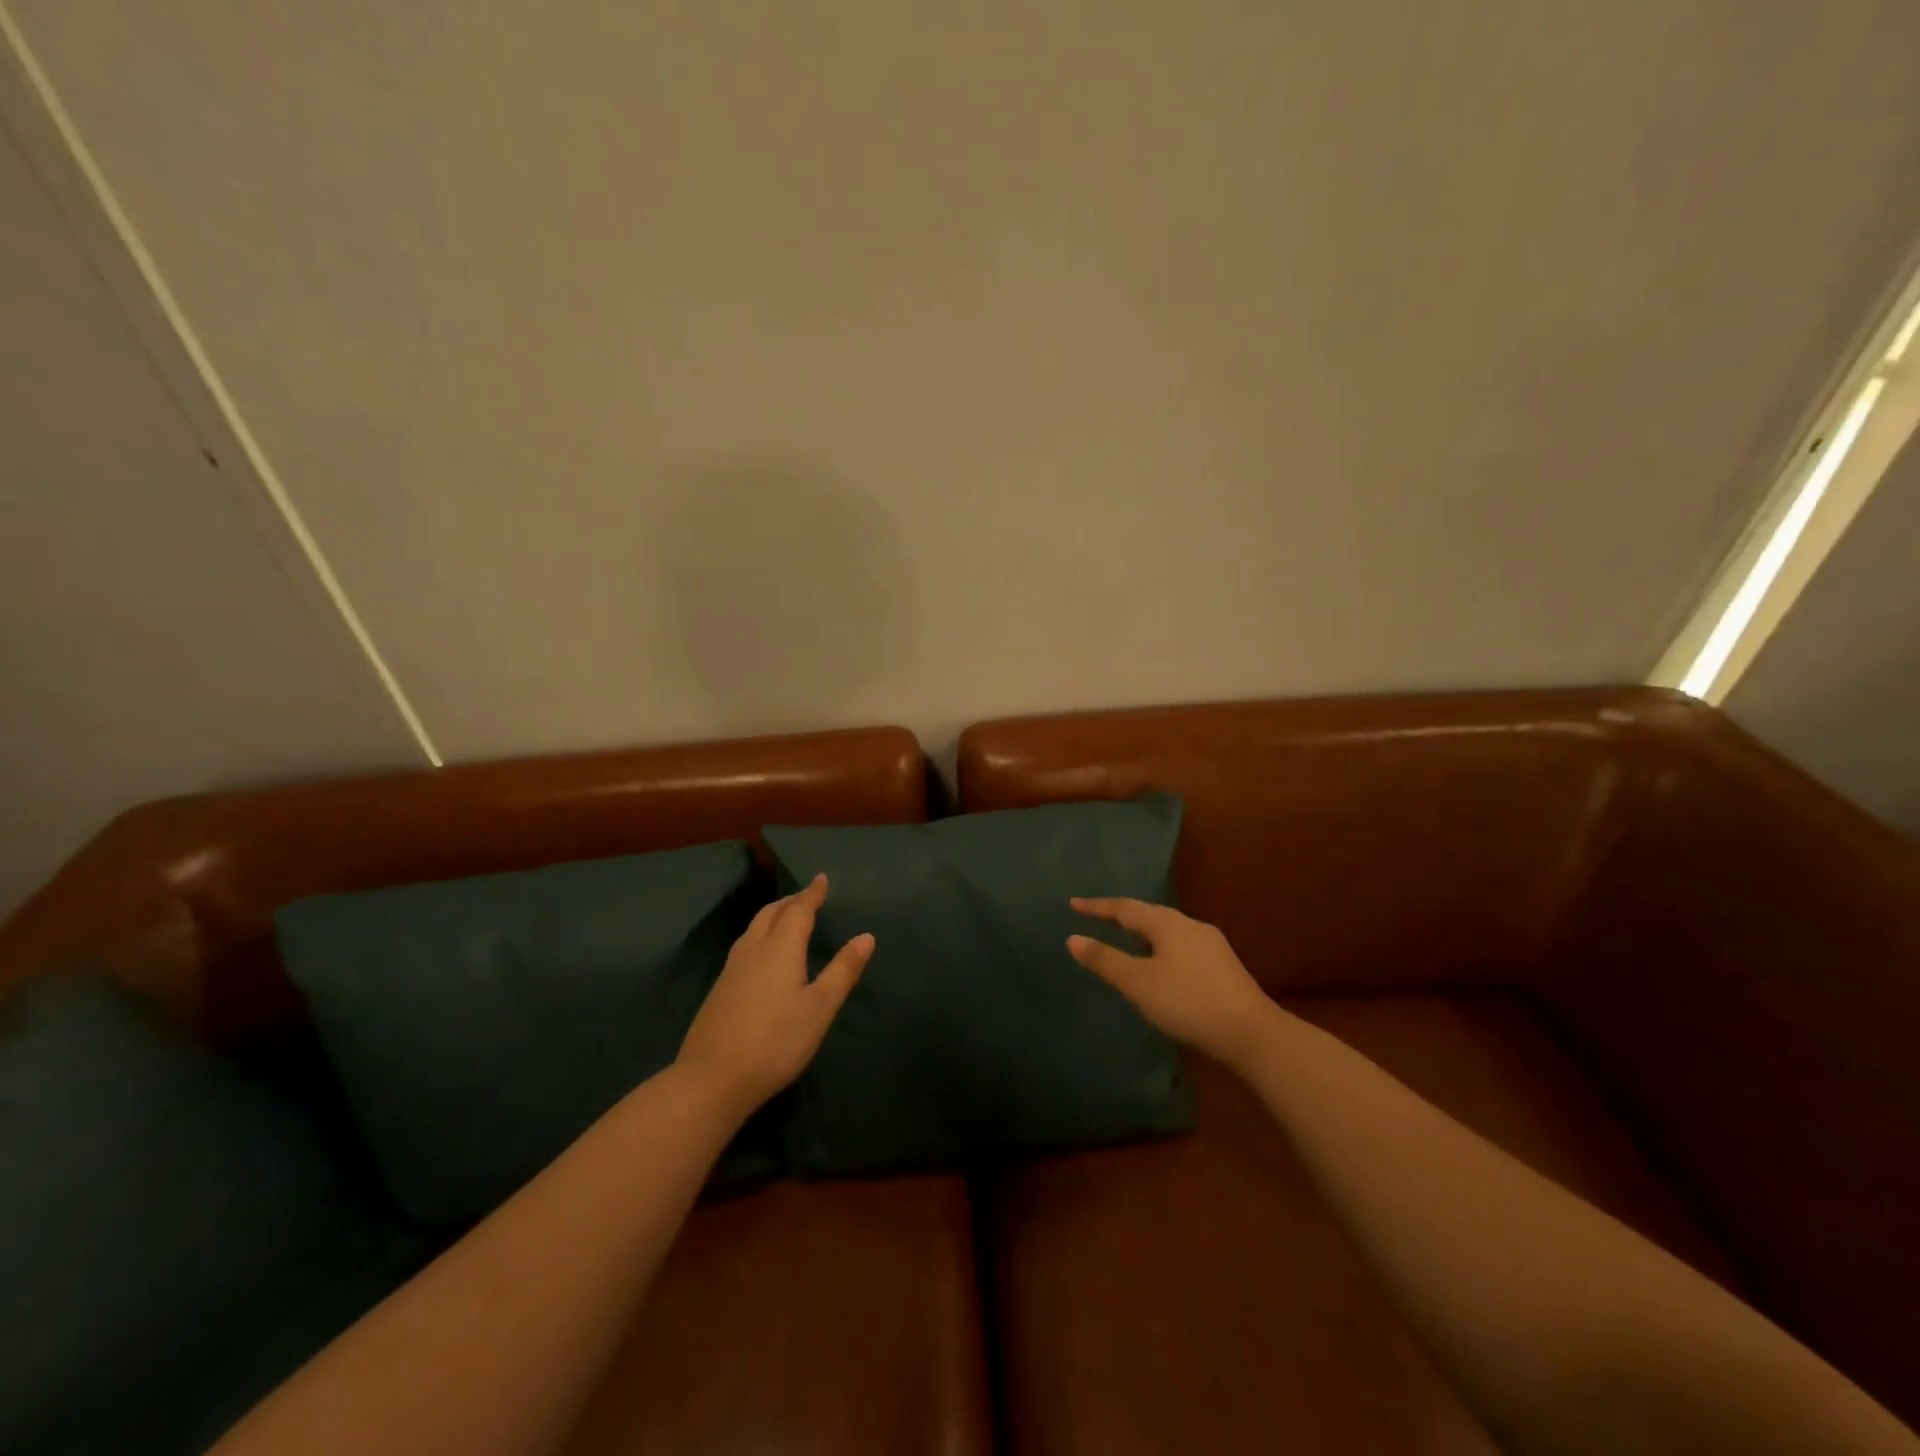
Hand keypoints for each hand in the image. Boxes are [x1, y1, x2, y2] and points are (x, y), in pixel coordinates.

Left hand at [676, 874, 872, 1119]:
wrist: (711, 1080)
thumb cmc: (776, 1041)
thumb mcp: (820, 1007)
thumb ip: (843, 970)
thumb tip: (866, 936)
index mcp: (780, 948)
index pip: (798, 910)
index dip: (812, 894)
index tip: (821, 878)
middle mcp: (753, 950)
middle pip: (771, 914)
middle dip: (790, 901)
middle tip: (806, 897)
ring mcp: (731, 970)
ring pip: (753, 929)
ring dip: (771, 916)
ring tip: (785, 918)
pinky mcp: (719, 990)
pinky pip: (743, 946)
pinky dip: (759, 935)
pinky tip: (761, 955)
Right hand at [1068, 898, 1278, 1070]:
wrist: (1251, 1032)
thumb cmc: (1187, 1002)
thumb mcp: (1138, 983)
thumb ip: (1105, 960)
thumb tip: (1072, 938)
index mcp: (1166, 923)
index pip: (1124, 908)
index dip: (1097, 907)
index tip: (1073, 904)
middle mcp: (1189, 924)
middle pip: (1148, 913)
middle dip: (1121, 915)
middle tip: (1098, 917)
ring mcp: (1210, 943)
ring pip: (1168, 928)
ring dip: (1143, 930)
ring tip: (1126, 937)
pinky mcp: (1223, 964)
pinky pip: (1181, 944)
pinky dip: (1161, 945)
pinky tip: (1161, 962)